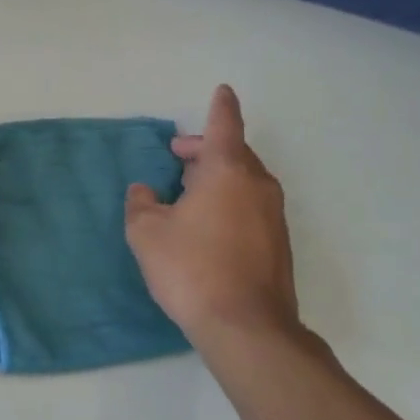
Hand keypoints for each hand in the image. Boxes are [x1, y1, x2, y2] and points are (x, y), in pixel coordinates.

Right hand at [125, 85, 301, 349]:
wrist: (247, 328)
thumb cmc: (192, 268)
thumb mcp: (147, 232)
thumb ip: (141, 204)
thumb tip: (144, 192)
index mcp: (227, 170)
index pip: (224, 125)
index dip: (220, 106)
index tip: (222, 91)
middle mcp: (257, 185)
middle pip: (234, 152)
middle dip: (206, 149)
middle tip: (178, 158)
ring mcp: (273, 215)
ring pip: (245, 180)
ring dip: (218, 176)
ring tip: (188, 192)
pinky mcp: (278, 244)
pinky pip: (251, 205)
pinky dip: (230, 200)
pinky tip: (207, 225)